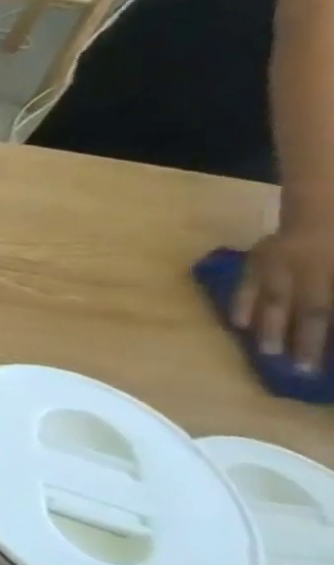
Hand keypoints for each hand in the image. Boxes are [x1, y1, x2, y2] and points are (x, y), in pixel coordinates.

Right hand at [233, 221, 333, 372]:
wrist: (328, 195)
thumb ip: (331, 292)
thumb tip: (325, 312)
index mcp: (328, 274)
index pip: (324, 313)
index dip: (320, 339)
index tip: (320, 365)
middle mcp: (302, 274)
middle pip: (302, 312)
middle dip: (299, 341)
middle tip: (296, 370)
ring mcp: (275, 266)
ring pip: (271, 301)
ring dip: (269, 327)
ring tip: (264, 351)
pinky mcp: (258, 259)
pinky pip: (247, 283)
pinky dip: (242, 303)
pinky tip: (240, 322)